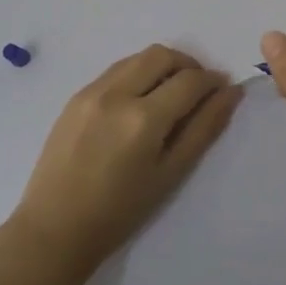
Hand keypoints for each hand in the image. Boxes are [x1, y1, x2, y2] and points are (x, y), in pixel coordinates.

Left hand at [13, 44, 243, 270]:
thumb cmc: (119, 212)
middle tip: (198, 89)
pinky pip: (115, 70)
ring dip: (161, 66)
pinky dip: (136, 74)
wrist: (55, 229)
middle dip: (188, 65)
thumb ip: (204, 129)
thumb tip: (231, 93)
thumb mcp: (170, 174)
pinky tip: (138, 102)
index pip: (189, 81)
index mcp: (143, 119)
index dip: (212, 81)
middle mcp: (117, 94)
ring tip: (169, 94)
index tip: (223, 89)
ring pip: (137, 57)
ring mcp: (92, 91)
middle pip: (162, 55)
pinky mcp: (75, 96)